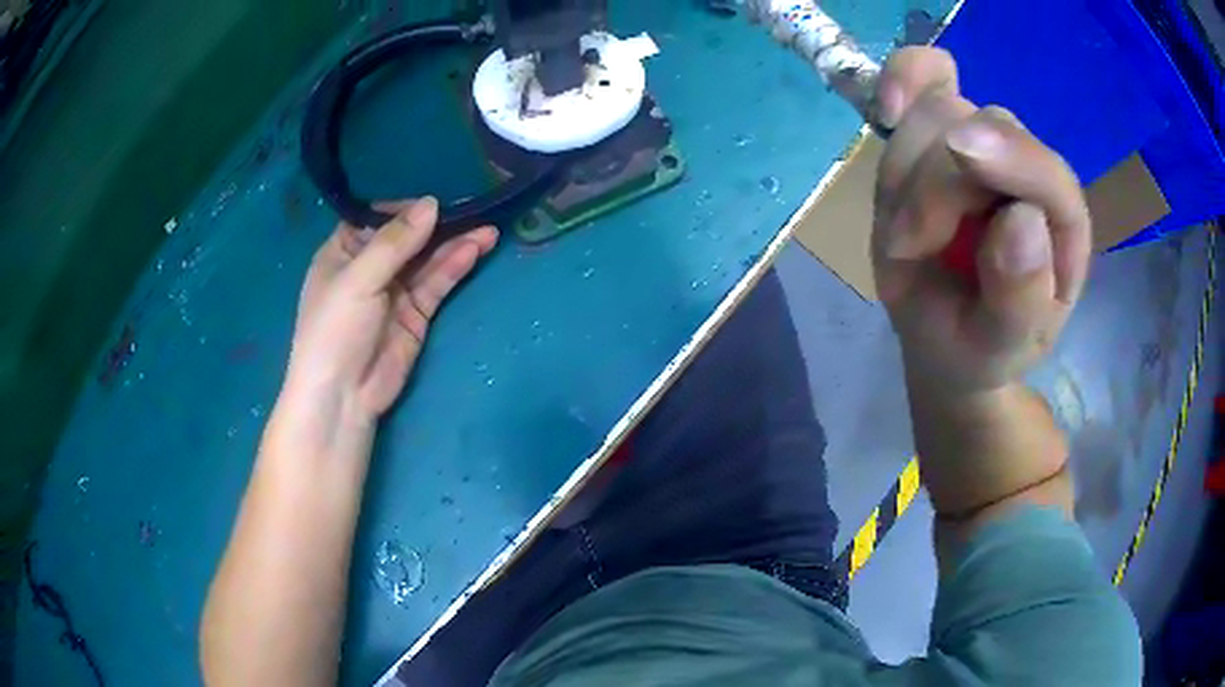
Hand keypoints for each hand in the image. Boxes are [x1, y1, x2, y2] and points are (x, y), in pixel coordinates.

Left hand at [283, 198, 497, 424]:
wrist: (342, 397)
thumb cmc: (335, 330)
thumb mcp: (358, 280)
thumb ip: (395, 242)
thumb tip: (432, 204)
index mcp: (343, 252)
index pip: (376, 218)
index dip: (404, 209)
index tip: (433, 203)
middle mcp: (370, 267)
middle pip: (408, 238)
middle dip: (438, 225)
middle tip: (474, 210)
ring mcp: (394, 291)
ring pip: (427, 260)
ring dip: (455, 244)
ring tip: (488, 229)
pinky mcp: (416, 315)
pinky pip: (437, 284)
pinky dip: (454, 267)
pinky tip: (475, 250)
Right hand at [872, 48, 1091, 394]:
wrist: (949, 337)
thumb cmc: (982, 346)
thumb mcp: (1002, 348)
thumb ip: (1021, 299)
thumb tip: (1020, 220)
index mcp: (1062, 223)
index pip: (1046, 173)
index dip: (1002, 167)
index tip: (950, 177)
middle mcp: (1028, 169)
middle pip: (982, 128)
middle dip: (936, 184)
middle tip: (911, 246)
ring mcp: (983, 141)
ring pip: (939, 110)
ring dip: (906, 169)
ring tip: (907, 233)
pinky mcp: (941, 125)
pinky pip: (926, 72)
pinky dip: (903, 78)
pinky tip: (887, 108)